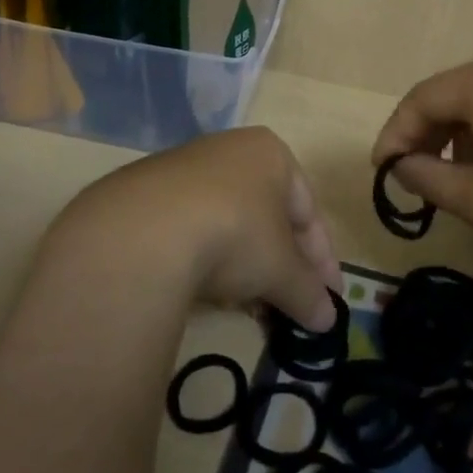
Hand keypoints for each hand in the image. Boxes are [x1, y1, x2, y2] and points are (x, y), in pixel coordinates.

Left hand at [56, 127, 342, 331]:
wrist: (143, 232)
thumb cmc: (235, 233)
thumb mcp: (281, 269)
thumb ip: (308, 292)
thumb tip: (328, 321)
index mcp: (270, 154)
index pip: (307, 210)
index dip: (322, 258)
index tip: (329, 297)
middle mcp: (228, 151)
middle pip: (267, 216)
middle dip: (282, 265)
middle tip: (291, 306)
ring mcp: (182, 170)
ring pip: (228, 224)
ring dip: (245, 267)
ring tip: (250, 308)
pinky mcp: (144, 196)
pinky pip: (190, 231)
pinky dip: (205, 262)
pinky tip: (205, 293)